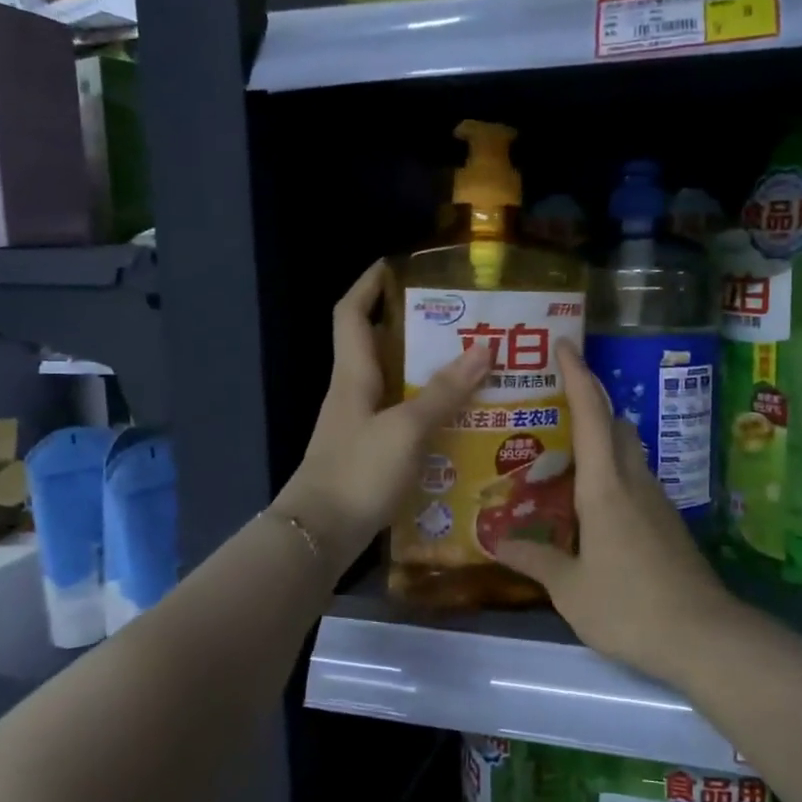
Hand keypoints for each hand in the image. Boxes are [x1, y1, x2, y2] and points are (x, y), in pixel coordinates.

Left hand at [272, 262, 491, 567]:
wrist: (318, 537)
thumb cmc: (357, 472)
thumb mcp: (406, 429)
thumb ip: (444, 391)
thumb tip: (484, 349)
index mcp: (353, 374)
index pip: (351, 313)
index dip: (369, 284)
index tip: (398, 265)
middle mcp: (354, 392)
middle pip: (380, 345)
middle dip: (417, 327)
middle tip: (463, 322)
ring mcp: (360, 424)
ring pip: (395, 383)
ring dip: (429, 372)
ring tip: (474, 367)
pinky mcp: (370, 453)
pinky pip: (403, 417)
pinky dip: (428, 411)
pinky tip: (460, 420)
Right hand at [492, 340, 735, 685]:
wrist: (702, 636)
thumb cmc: (628, 606)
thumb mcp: (571, 589)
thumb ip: (535, 559)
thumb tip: (497, 541)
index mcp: (605, 486)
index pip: (592, 414)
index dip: (577, 375)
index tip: (564, 344)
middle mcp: (634, 481)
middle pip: (615, 423)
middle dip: (589, 400)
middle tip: (552, 401)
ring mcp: (656, 500)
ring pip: (627, 450)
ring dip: (601, 437)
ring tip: (562, 452)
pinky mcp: (666, 521)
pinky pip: (634, 478)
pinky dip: (610, 471)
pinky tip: (590, 501)